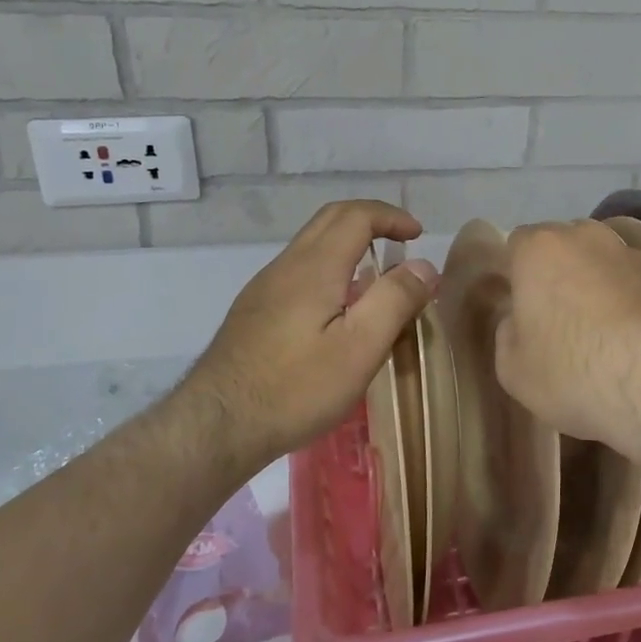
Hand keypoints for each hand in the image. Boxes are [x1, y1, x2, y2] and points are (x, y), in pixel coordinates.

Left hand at [181, 200, 437, 470]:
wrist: (216, 426)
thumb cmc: (296, 388)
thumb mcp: (360, 348)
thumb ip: (395, 300)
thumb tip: (424, 265)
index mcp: (315, 267)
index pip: (356, 216)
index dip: (391, 217)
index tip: (418, 236)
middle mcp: (286, 266)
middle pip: (330, 220)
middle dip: (371, 220)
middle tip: (401, 242)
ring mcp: (264, 288)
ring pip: (312, 245)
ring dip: (349, 244)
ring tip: (377, 278)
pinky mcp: (254, 312)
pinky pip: (299, 271)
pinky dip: (331, 268)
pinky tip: (339, 310)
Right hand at [493, 220, 640, 461]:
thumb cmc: (572, 371)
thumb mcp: (512, 368)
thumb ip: (508, 333)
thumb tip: (519, 320)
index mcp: (539, 249)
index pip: (517, 244)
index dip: (516, 274)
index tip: (519, 305)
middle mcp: (584, 236)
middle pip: (561, 246)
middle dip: (556, 272)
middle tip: (555, 316)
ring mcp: (629, 253)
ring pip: (599, 261)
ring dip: (594, 283)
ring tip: (596, 328)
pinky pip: (630, 282)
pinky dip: (625, 299)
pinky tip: (627, 336)